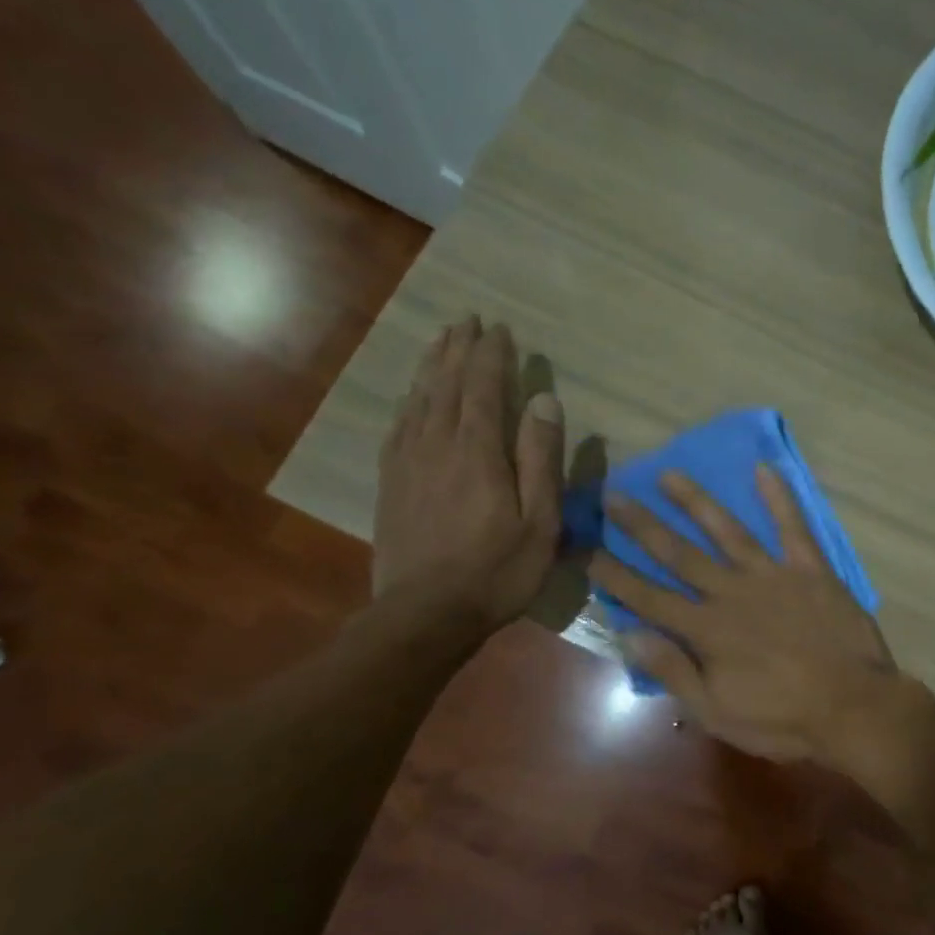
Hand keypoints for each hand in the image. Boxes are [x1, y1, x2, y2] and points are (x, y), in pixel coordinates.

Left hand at [373, 317, 563, 635]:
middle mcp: (437, 444)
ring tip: (440, 341)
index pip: (484, 387)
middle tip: (467, 320)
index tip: (500, 329)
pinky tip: (411, 397)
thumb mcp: (539, 522)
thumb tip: (545, 400)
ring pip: (419, 400)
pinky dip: (408, 402)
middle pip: (447, 384)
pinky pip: (398, 427)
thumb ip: (541, 459)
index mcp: (477, 451)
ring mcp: (407, 463)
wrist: (425, 614)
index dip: (491, 355)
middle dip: (459, 349)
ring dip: (432, 367)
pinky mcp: (390, 484)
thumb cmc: (497, 572)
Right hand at [589, 466, 898, 764]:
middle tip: (613, 495)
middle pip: (678, 554)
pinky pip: (792, 526)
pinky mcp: (809, 569)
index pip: (648, 597)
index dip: (615, 575)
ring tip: (669, 474)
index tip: (587, 550)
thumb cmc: (782, 719)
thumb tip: (628, 635)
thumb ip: (672, 671)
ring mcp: (772, 575)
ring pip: (726, 530)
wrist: (854, 707)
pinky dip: (779, 497)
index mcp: (706, 629)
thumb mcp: (716, 712)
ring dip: (695, 501)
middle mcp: (731, 592)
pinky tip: (764, 468)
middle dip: (642, 525)